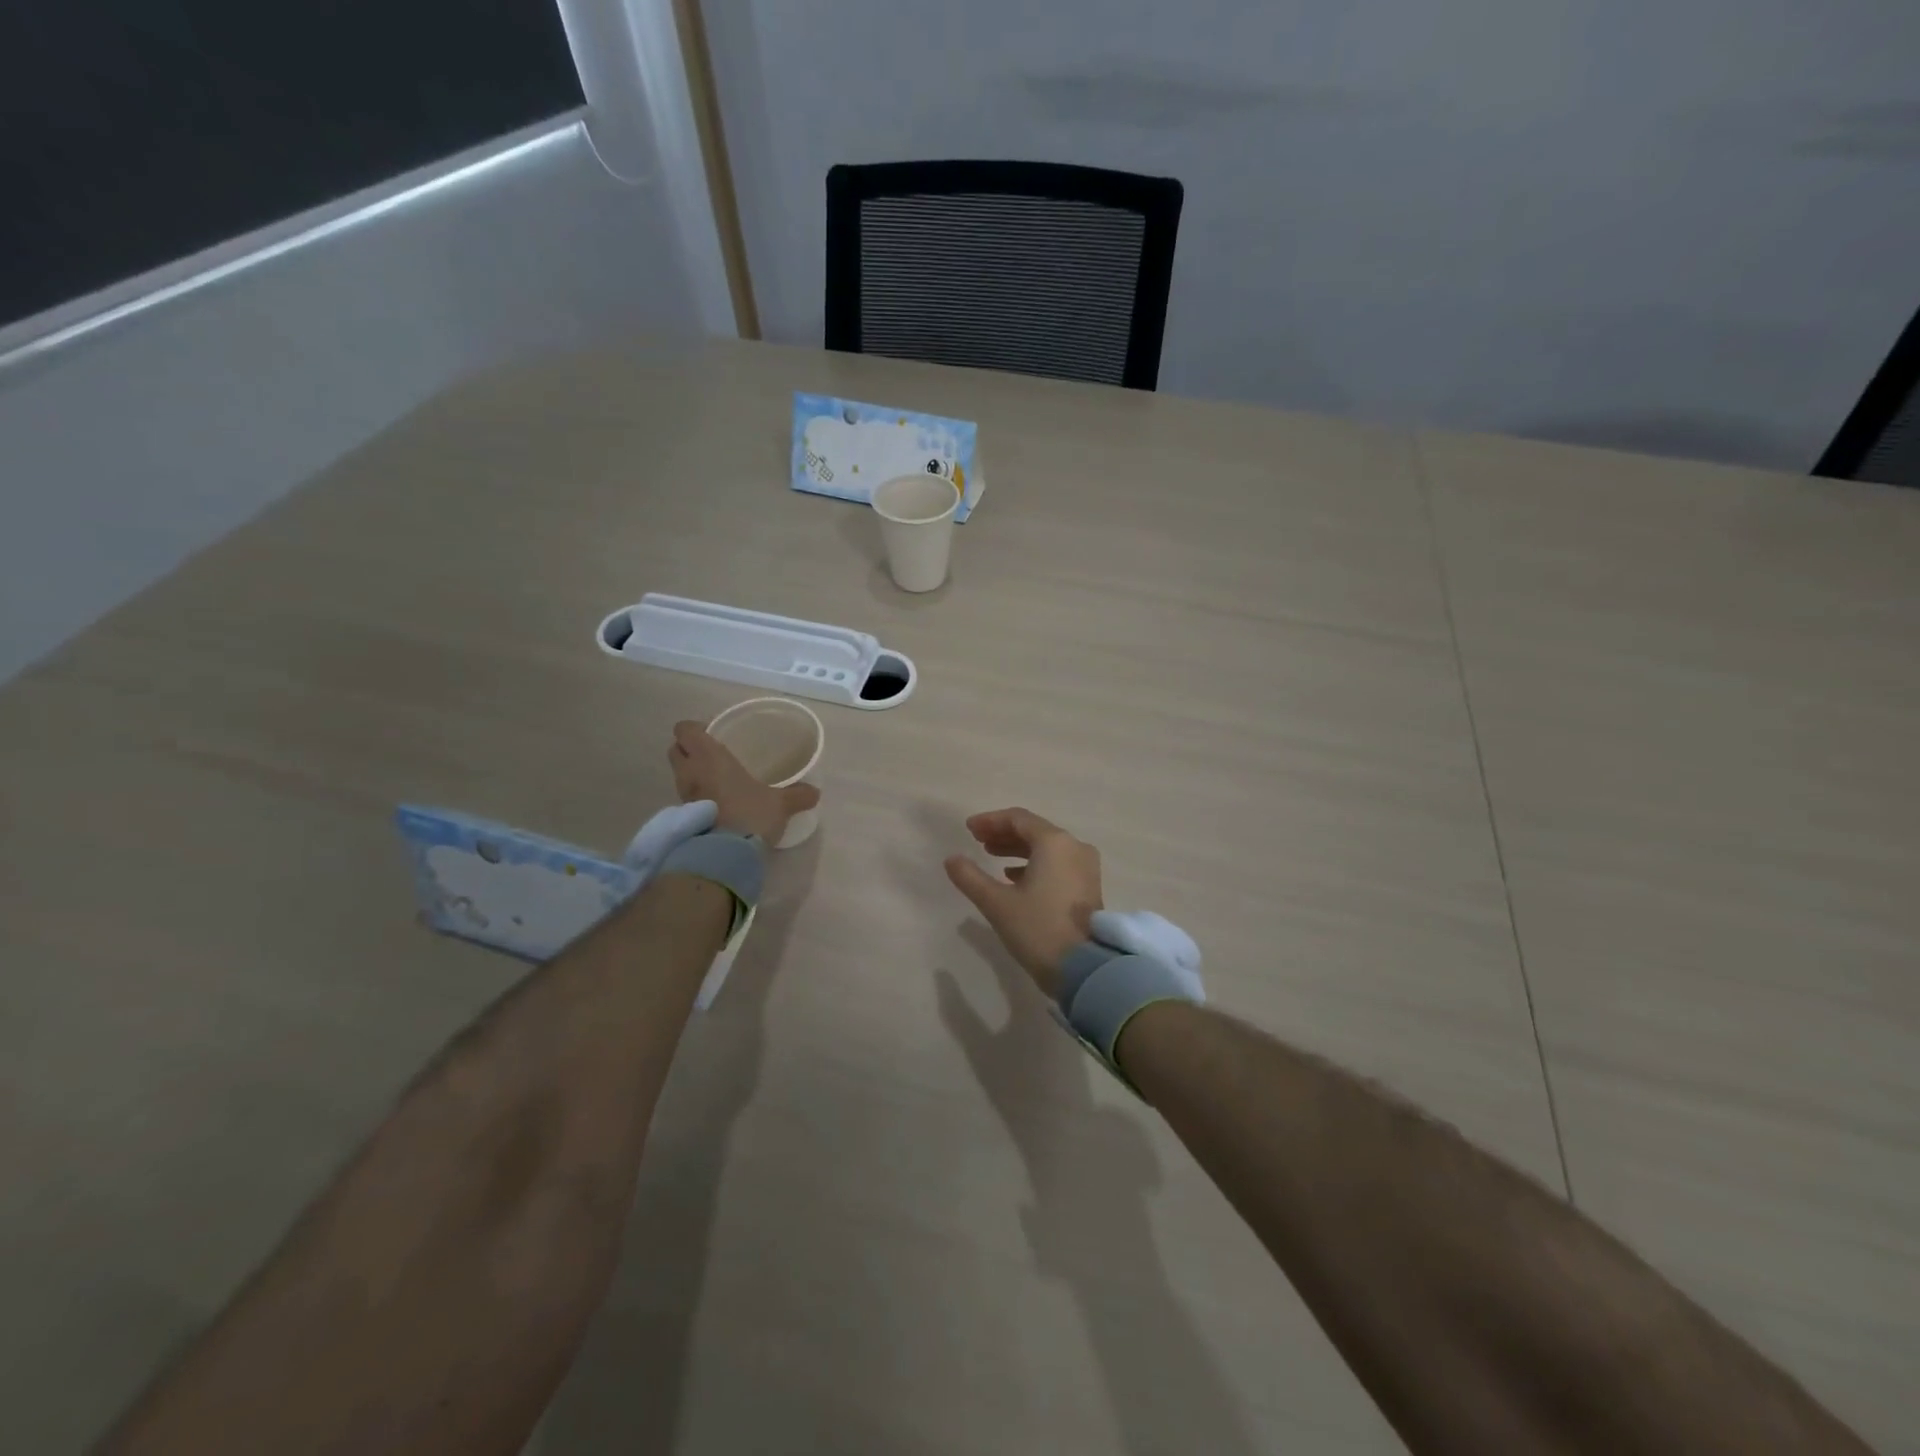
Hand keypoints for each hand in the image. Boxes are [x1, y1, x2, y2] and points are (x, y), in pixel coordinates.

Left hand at [667, 721, 819, 842]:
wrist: (726, 854)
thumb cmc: (750, 814)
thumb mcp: (780, 804)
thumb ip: (798, 795)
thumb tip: (815, 792)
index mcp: (709, 756)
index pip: (685, 730)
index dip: (694, 729)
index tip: (712, 734)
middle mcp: (690, 772)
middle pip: (675, 750)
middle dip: (689, 749)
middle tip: (713, 755)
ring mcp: (683, 796)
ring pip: (679, 774)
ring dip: (692, 774)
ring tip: (717, 780)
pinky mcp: (683, 818)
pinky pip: (686, 797)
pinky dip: (697, 796)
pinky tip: (718, 803)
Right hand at [944, 808, 1102, 998]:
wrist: (1085, 969)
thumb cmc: (1038, 929)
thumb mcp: (997, 903)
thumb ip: (970, 877)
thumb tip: (951, 859)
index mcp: (1055, 843)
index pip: (1018, 819)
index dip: (990, 821)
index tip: (969, 829)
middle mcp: (1074, 847)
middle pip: (1034, 830)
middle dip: (1004, 834)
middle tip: (977, 841)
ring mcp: (1085, 867)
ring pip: (1046, 848)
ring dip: (1018, 849)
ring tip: (991, 856)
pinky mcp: (1088, 887)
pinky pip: (1057, 863)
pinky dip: (1034, 864)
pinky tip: (1014, 878)